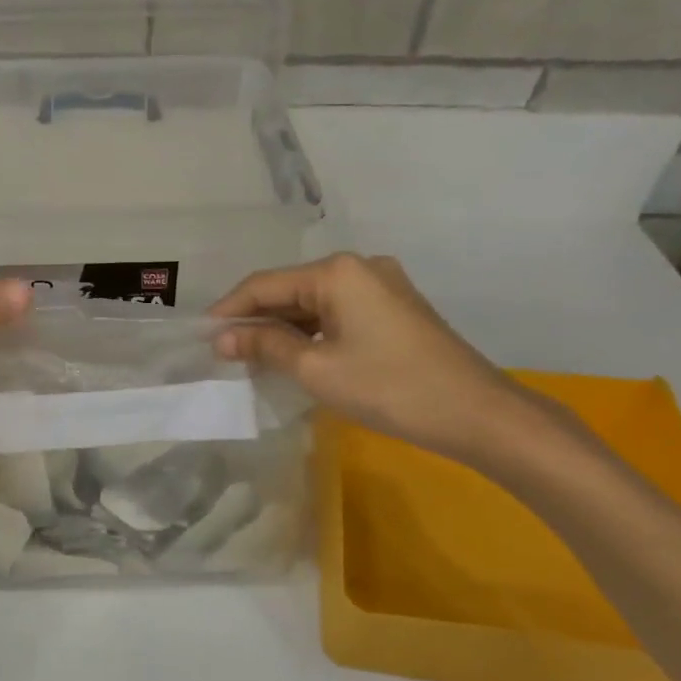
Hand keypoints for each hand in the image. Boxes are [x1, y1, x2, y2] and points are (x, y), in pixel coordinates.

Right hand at [210, 253, 537, 463]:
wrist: (477, 414)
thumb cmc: (389, 388)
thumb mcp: (316, 369)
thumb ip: (265, 346)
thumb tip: (223, 338)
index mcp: (337, 271)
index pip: (265, 284)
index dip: (230, 310)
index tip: (203, 336)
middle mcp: (359, 267)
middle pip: (291, 289)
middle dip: (257, 320)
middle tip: (225, 352)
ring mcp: (382, 286)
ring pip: (315, 302)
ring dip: (283, 328)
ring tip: (252, 357)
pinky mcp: (395, 308)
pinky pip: (338, 313)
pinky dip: (312, 332)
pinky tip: (295, 355)